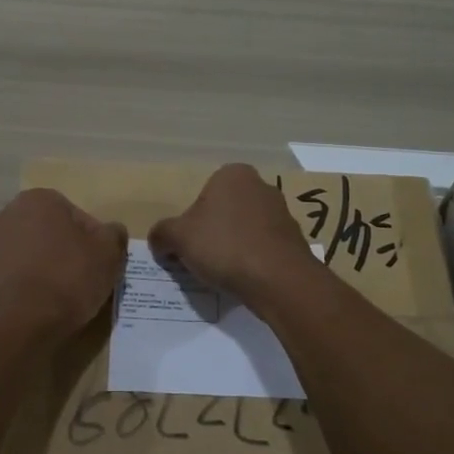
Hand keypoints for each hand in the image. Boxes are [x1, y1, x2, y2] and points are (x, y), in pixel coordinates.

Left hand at [0, 188, 127, 343]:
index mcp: (38, 201)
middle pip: (45, 232)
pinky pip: (6, 278)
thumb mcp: (109, 254)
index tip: (97, 262)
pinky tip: (33, 306)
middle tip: (79, 278)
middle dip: (60, 249)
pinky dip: (19, 287)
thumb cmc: (69, 279)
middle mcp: (6, 215)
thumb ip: (113, 234)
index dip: (90, 239)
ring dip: (38, 266)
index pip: (74, 215)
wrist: (23, 324)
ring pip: (24, 253)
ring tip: (56, 296)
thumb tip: (112, 230)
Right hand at [147, 163, 317, 308]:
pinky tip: (245, 279)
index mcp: (232, 175)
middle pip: (224, 212)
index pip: (202, 195)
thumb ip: (162, 233)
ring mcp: (282, 213)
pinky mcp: (294, 240)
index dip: (190, 221)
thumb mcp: (178, 237)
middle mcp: (261, 186)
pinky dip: (253, 261)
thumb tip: (158, 240)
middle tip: (201, 259)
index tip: (186, 245)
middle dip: (212, 233)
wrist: (278, 279)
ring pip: (245, 230)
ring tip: (223, 273)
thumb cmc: (224, 246)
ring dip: (233, 247)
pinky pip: (263, 248)